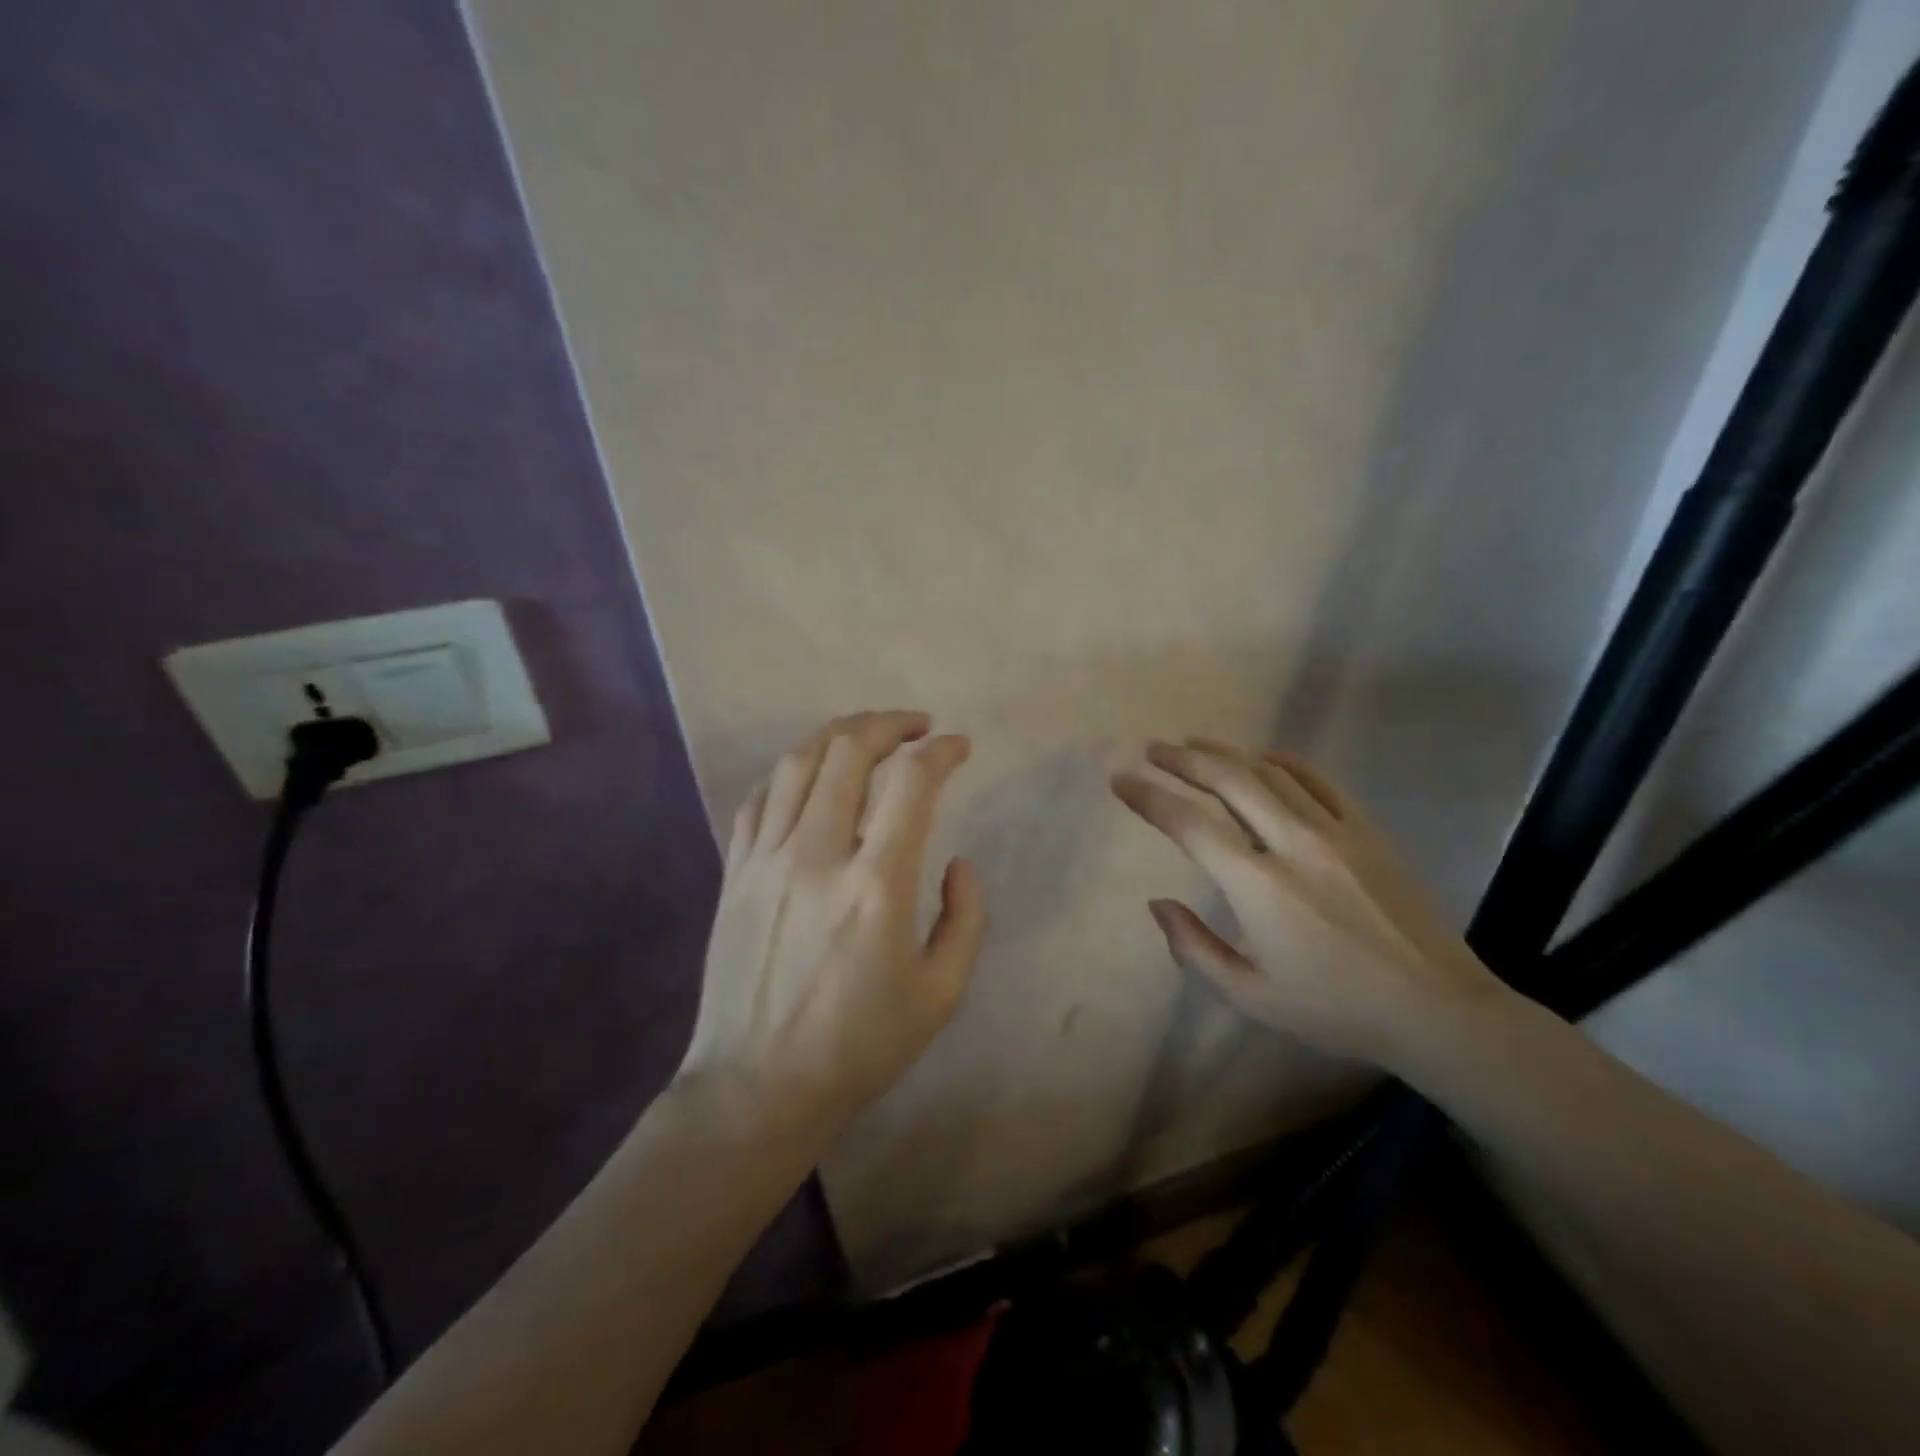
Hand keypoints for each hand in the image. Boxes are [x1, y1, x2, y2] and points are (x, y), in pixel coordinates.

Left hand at [677, 711, 987, 1133]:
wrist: (756, 1088)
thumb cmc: (858, 1047)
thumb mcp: (941, 995)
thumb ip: (966, 918)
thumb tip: (957, 862)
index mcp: (876, 886)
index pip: (912, 782)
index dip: (942, 751)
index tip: (960, 747)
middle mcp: (817, 856)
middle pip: (848, 750)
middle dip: (889, 723)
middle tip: (916, 727)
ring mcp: (766, 860)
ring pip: (798, 762)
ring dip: (838, 734)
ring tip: (866, 735)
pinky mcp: (734, 872)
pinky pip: (759, 798)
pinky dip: (792, 772)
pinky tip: (811, 777)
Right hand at [1112, 737, 1501, 1063]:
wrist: (1437, 1010)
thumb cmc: (1335, 1009)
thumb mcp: (1250, 995)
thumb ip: (1194, 947)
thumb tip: (1158, 903)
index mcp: (1258, 886)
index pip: (1189, 824)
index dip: (1148, 797)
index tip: (1121, 781)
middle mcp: (1292, 844)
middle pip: (1228, 779)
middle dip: (1183, 759)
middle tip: (1153, 749)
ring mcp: (1336, 831)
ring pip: (1270, 772)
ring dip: (1226, 754)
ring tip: (1195, 746)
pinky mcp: (1368, 831)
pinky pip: (1319, 781)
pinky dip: (1285, 762)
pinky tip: (1265, 759)